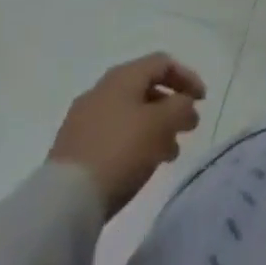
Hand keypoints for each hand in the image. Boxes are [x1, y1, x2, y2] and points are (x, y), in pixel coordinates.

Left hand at [48, 53, 206, 215]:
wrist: (63, 202)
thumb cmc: (120, 151)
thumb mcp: (162, 124)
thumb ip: (181, 107)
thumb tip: (184, 104)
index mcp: (122, 76)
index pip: (162, 63)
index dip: (187, 77)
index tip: (202, 101)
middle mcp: (101, 90)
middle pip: (144, 88)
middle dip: (170, 106)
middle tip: (187, 128)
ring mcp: (83, 119)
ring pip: (129, 113)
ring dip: (154, 127)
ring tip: (168, 154)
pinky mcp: (73, 149)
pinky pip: (113, 134)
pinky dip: (134, 142)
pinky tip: (140, 165)